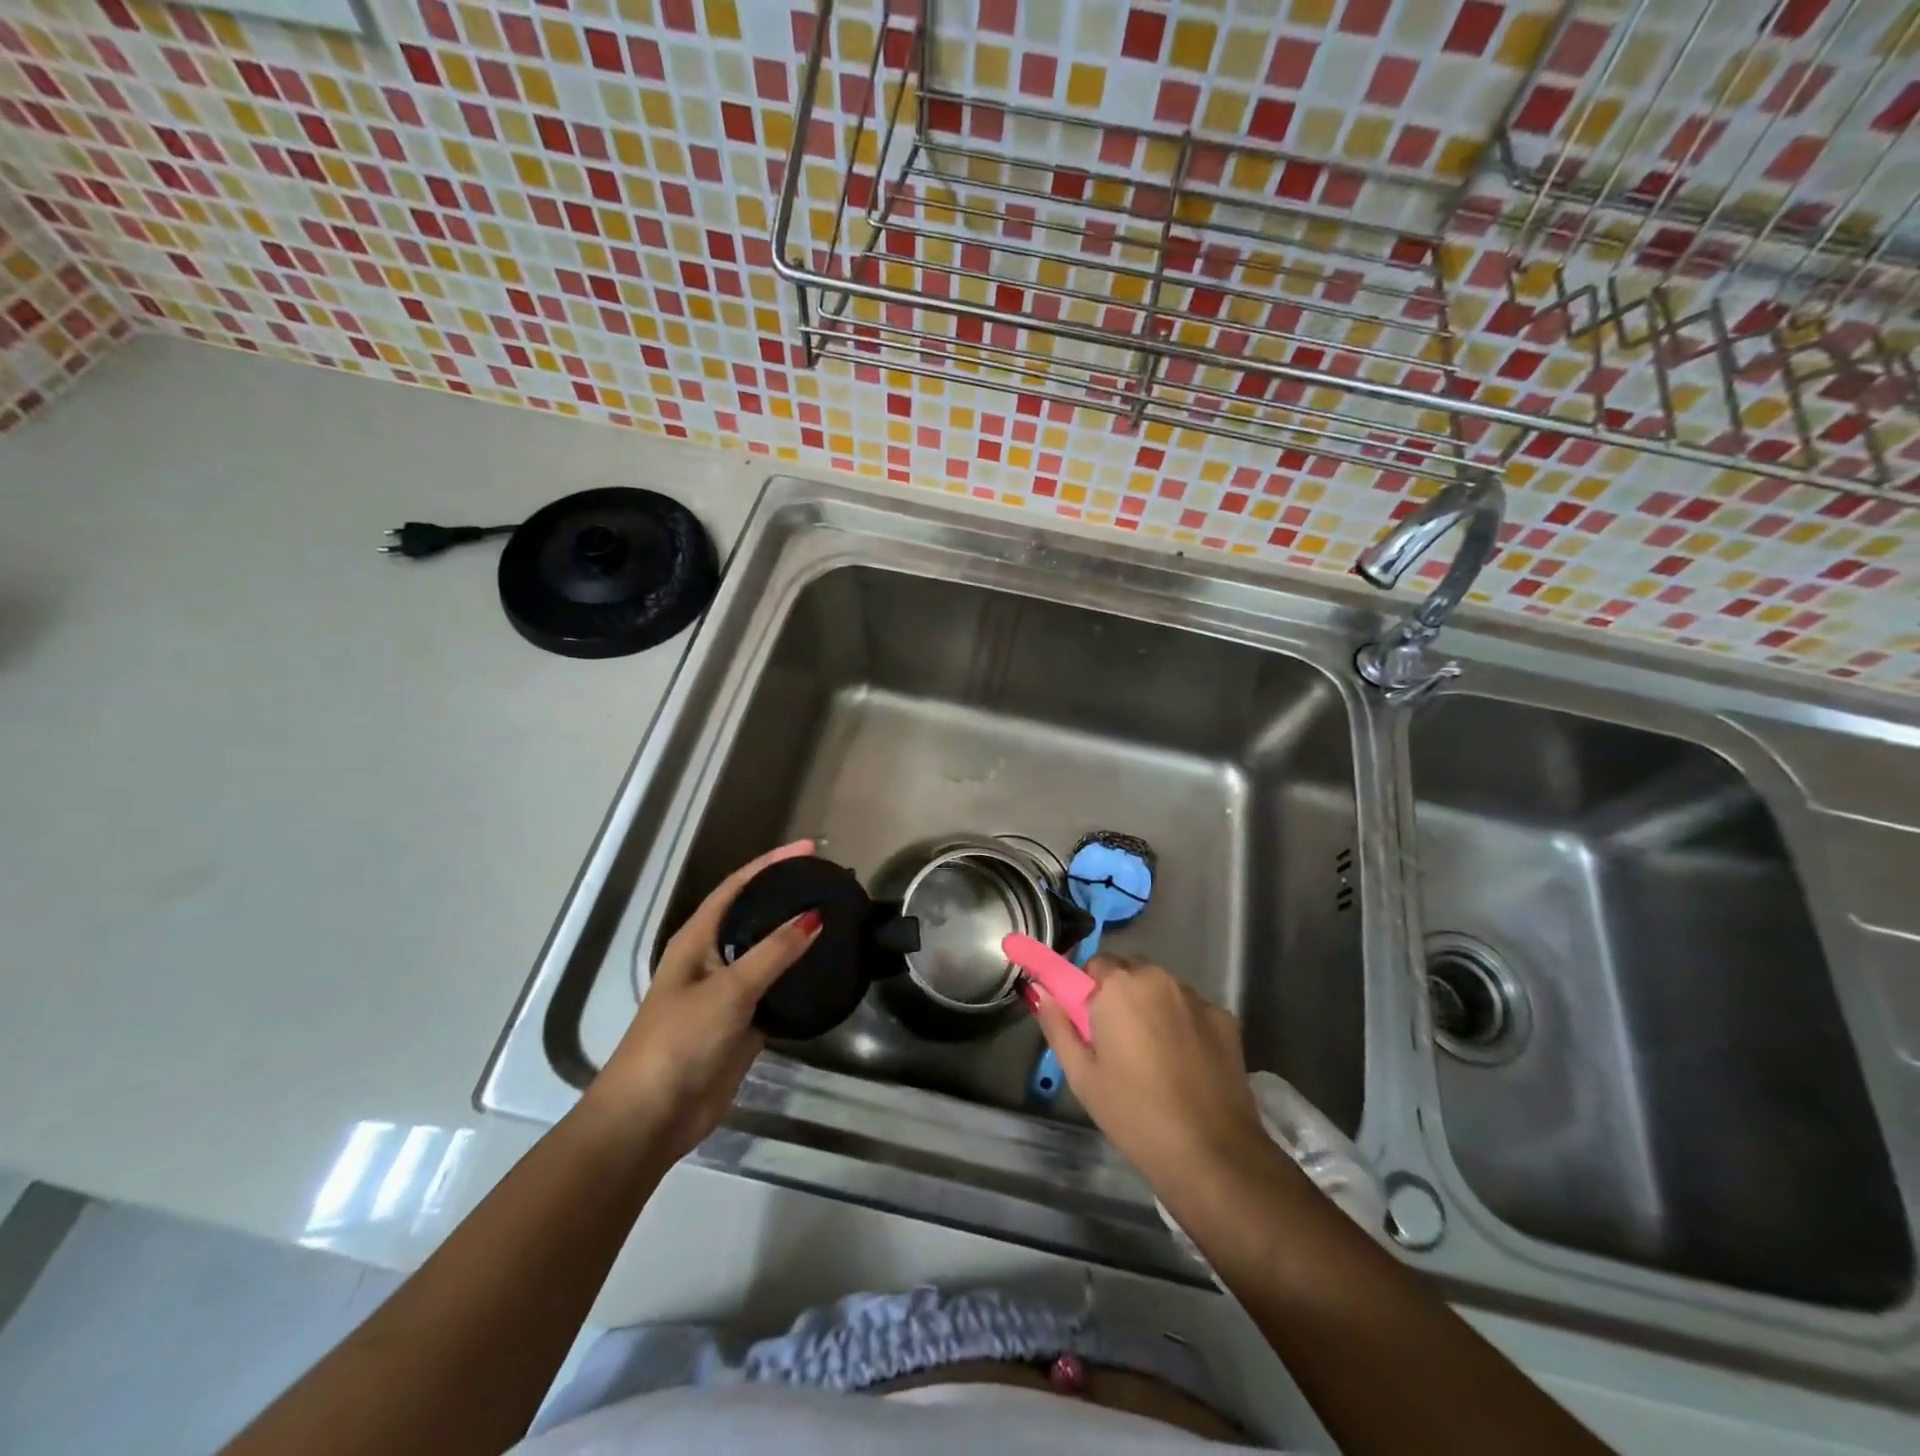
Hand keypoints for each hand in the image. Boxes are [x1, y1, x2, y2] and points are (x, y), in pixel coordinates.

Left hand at [588, 840, 820, 1160]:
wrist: (652, 1116)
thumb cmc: (680, 1040)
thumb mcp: (728, 990)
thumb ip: (773, 952)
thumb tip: (814, 916)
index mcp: (697, 939)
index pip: (738, 887)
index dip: (771, 864)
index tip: (810, 849)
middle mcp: (712, 958)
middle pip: (754, 916)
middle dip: (787, 896)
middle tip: (829, 882)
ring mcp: (728, 992)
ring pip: (769, 954)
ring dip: (797, 937)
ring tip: (837, 919)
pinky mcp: (743, 1023)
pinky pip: (777, 990)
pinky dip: (800, 978)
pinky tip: (828, 970)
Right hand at [1028, 956, 1271, 1194]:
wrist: (1212, 1154)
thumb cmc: (1134, 1113)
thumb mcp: (1082, 1075)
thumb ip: (1057, 1025)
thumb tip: (1040, 991)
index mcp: (1119, 986)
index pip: (1094, 966)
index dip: (1088, 993)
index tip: (1088, 1025)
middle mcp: (1158, 978)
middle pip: (1130, 974)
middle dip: (1120, 998)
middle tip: (1116, 1045)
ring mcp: (1196, 997)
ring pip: (1162, 991)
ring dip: (1153, 1009)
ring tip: (1153, 1059)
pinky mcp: (1225, 1018)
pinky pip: (1191, 1011)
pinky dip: (1183, 1026)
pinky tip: (1185, 1065)